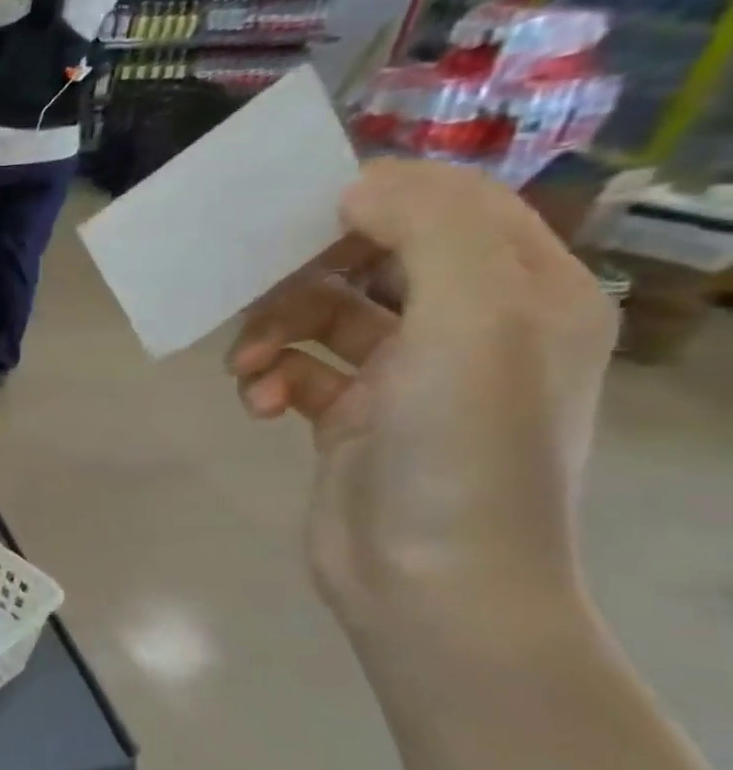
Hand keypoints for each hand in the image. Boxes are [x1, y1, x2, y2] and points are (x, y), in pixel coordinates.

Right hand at [228, 161, 616, 642]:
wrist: (431, 583)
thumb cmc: (463, 448)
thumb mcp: (473, 320)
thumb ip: (429, 229)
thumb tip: (359, 186)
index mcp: (524, 292)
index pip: (450, 205)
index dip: (376, 198)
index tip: (301, 218)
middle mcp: (468, 326)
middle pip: (372, 258)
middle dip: (305, 274)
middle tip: (254, 289)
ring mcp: (406, 375)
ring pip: (322, 315)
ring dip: (272, 330)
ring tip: (246, 368)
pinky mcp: (350, 416)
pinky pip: (299, 369)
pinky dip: (270, 378)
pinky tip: (256, 404)